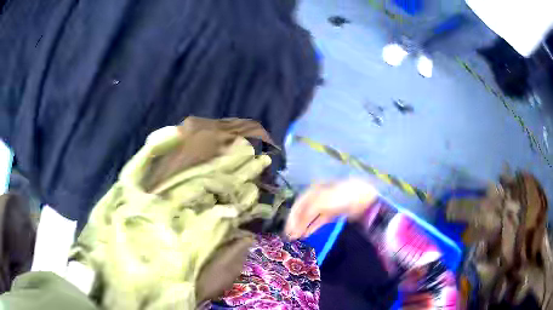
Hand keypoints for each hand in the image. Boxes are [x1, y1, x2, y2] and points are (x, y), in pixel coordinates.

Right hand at [285, 179, 377, 239]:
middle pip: (303, 212)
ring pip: (310, 218)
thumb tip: (294, 228)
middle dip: (296, 224)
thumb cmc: (339, 197)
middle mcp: (317, 197)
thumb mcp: (320, 202)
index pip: (298, 206)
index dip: (292, 218)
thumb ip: (306, 214)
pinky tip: (308, 235)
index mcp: (312, 191)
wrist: (362, 199)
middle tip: (290, 237)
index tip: (287, 231)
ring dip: (303, 228)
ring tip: (297, 239)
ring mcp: (325, 206)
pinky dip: (312, 228)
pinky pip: (319, 222)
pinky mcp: (333, 214)